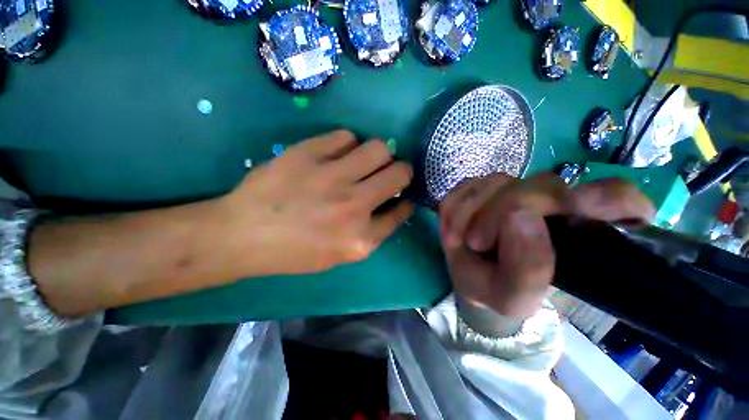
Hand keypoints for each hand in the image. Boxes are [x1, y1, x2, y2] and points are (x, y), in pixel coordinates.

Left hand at [217, 130, 413, 275]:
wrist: (243, 235)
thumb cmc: (293, 252)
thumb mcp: (339, 255)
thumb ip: (370, 233)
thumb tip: (390, 206)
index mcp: (361, 239)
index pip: (401, 211)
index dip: (405, 201)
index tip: (403, 196)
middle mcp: (354, 206)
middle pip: (400, 173)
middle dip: (402, 171)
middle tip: (390, 173)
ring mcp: (332, 177)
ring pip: (378, 148)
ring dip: (379, 154)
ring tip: (365, 161)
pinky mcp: (309, 154)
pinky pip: (345, 136)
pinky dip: (347, 144)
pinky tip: (337, 154)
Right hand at [439, 173, 654, 319]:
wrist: (470, 277)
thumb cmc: (497, 290)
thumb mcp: (513, 299)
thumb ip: (528, 270)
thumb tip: (519, 215)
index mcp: (581, 234)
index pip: (621, 200)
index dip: (606, 198)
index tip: (576, 208)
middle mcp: (553, 203)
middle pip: (541, 185)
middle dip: (499, 213)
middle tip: (477, 242)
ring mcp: (515, 190)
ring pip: (497, 182)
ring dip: (470, 212)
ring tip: (463, 240)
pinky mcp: (483, 187)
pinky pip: (466, 187)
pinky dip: (455, 209)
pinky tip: (455, 229)